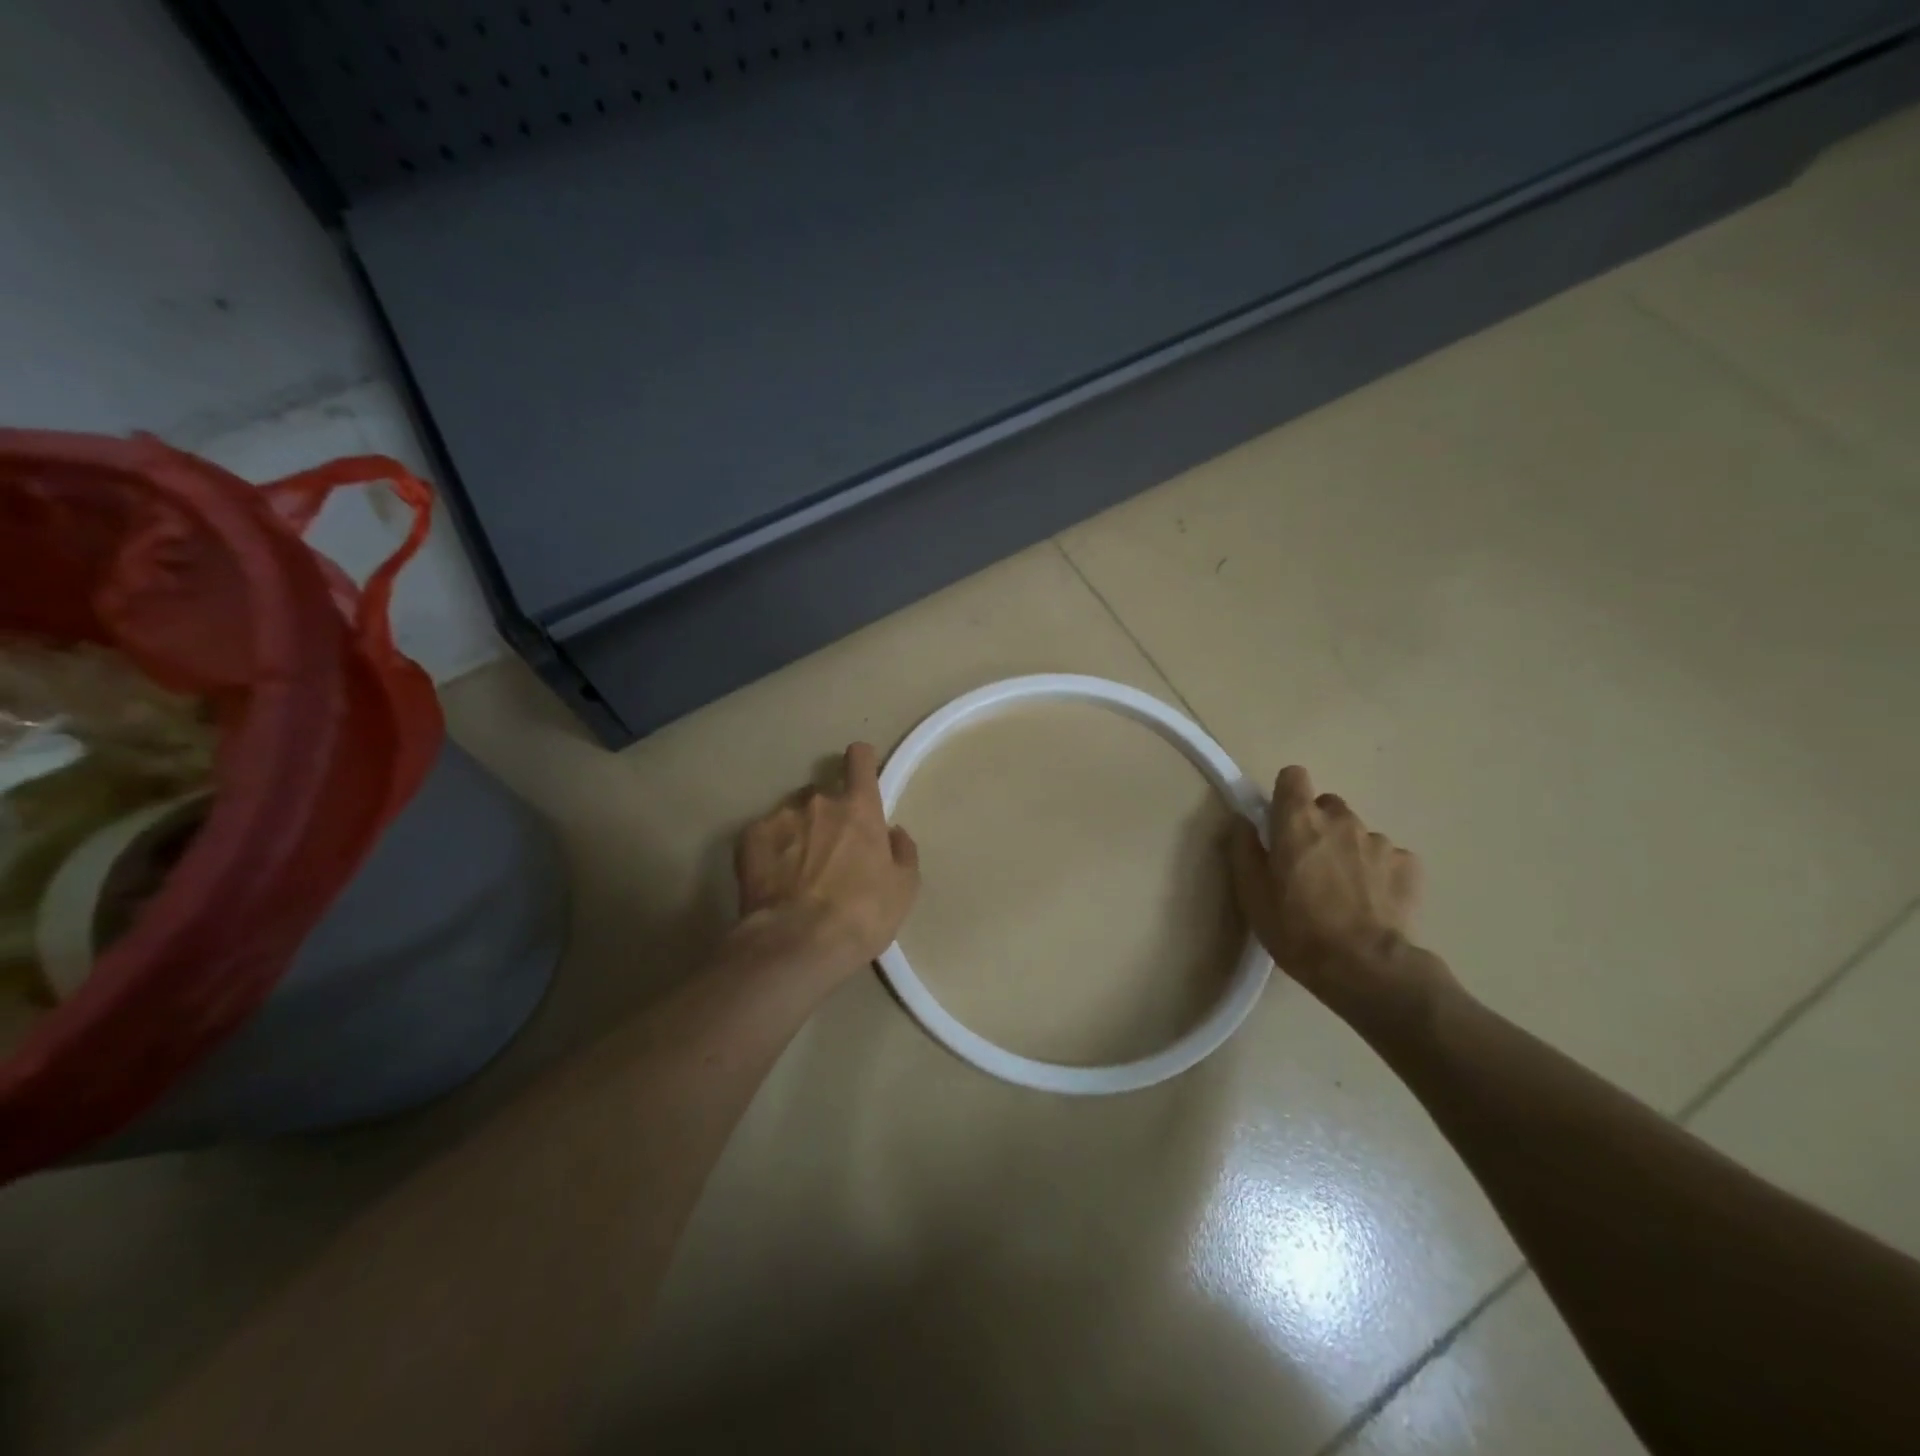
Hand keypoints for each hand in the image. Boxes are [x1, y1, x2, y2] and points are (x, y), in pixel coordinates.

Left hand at [733, 742, 919, 982]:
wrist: (797, 943)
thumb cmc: (862, 914)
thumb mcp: (904, 888)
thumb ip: (902, 851)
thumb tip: (893, 833)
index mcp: (859, 808)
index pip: (859, 759)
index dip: (861, 762)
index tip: (860, 774)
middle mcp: (818, 801)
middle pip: (824, 793)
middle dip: (827, 814)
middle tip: (829, 851)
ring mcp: (780, 817)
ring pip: (792, 814)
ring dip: (798, 832)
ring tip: (798, 871)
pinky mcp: (749, 839)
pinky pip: (764, 835)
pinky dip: (771, 850)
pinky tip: (774, 879)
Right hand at [1229, 766, 1447, 1019]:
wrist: (1365, 967)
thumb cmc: (1296, 928)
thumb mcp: (1252, 894)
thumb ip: (1243, 849)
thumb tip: (1242, 821)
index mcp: (1298, 820)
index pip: (1293, 776)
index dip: (1286, 795)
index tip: (1280, 822)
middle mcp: (1340, 819)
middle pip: (1326, 805)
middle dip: (1316, 826)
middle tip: (1308, 865)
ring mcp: (1378, 840)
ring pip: (1357, 832)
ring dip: (1347, 850)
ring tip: (1343, 891)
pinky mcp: (1408, 865)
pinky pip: (1386, 856)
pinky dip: (1377, 871)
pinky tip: (1371, 902)